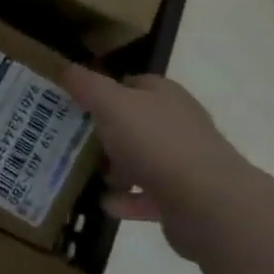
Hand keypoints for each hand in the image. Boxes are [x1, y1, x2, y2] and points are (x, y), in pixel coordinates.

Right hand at [62, 68, 252, 259]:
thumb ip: (87, 85)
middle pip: (135, 123)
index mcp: (164, 95)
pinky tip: (105, 205)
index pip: (132, 84)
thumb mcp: (111, 104)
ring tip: (85, 176)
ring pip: (142, 161)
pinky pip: (148, 197)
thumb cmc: (155, 141)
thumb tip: (66, 68)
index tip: (75, 104)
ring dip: (116, 170)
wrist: (207, 202)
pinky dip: (127, 201)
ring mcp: (183, 163)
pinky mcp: (184, 200)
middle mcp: (177, 124)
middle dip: (106, 133)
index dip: (104, 91)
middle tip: (73, 142)